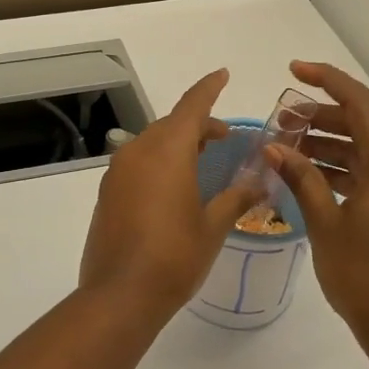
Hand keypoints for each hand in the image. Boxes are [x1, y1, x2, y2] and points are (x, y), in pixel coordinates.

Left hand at [79, 69, 265, 320]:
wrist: (120, 294)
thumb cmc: (175, 256)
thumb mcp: (213, 226)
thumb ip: (236, 197)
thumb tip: (260, 181)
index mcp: (167, 151)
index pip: (192, 106)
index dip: (209, 88)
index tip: (223, 74)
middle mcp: (138, 152)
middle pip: (171, 124)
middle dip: (197, 125)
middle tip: (223, 138)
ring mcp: (118, 172)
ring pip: (152, 143)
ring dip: (177, 144)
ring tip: (201, 160)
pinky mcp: (107, 192)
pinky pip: (137, 163)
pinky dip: (159, 162)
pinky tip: (173, 187)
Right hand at [266, 61, 368, 352]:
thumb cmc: (363, 276)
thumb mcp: (325, 224)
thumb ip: (301, 178)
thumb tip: (274, 146)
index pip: (361, 105)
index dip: (328, 81)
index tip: (294, 71)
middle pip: (362, 127)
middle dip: (320, 117)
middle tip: (280, 121)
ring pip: (364, 152)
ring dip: (327, 145)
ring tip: (287, 147)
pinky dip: (340, 170)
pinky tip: (309, 176)